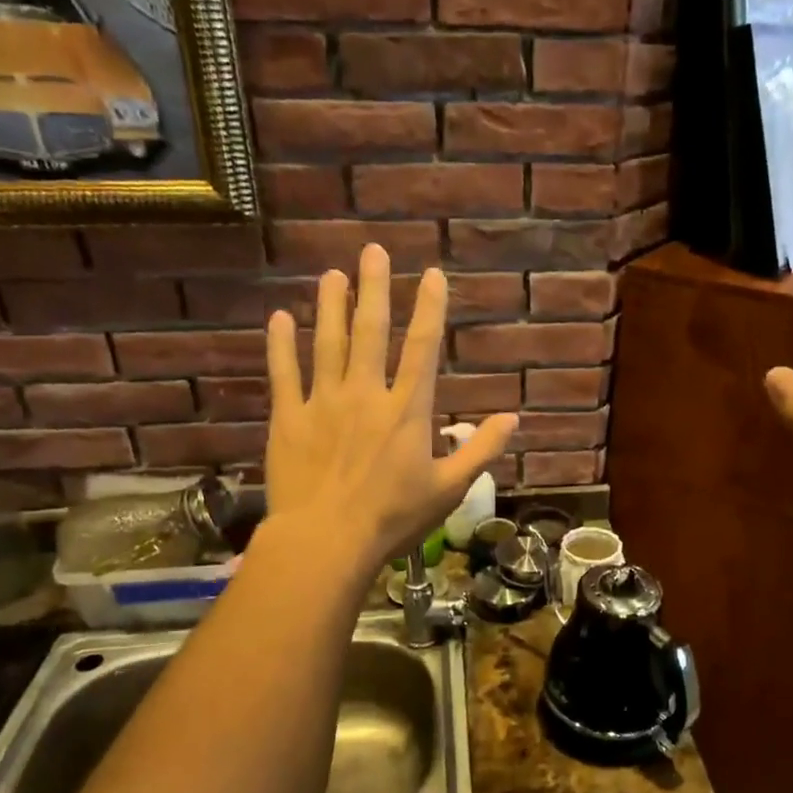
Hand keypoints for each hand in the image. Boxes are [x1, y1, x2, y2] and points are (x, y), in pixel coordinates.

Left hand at [265, 244, 516, 572]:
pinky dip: (280, 344)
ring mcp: (323, 403)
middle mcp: (366, 394)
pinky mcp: (289, 418)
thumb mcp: (449, 489)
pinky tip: (280, 318)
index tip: (430, 275)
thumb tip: (512, 419)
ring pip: (327, 343)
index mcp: (407, 411)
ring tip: (333, 275)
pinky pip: (284, 373)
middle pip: (371, 332)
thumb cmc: (393, 518)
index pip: (422, 349)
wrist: (327, 540)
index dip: (428, 309)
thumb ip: (480, 451)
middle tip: (371, 251)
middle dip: (374, 289)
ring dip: (331, 306)